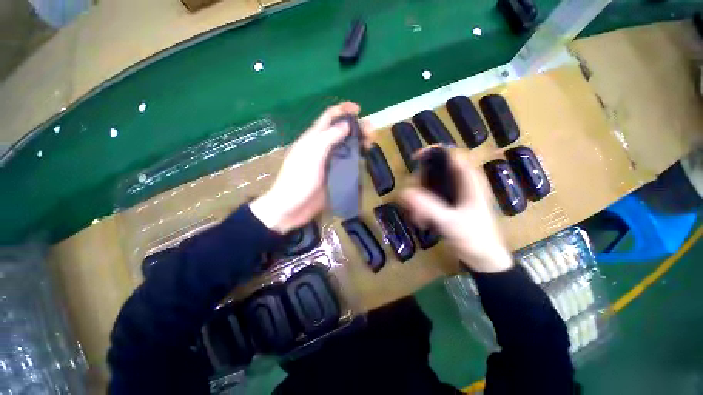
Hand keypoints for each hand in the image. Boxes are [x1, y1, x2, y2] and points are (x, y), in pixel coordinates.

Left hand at [250, 102, 369, 233]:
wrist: (291, 208)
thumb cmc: (298, 180)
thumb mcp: (312, 156)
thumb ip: (328, 138)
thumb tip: (346, 124)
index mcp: (314, 139)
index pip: (329, 117)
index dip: (343, 110)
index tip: (359, 109)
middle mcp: (322, 148)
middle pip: (341, 132)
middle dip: (356, 128)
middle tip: (372, 132)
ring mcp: (329, 162)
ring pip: (346, 147)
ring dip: (358, 143)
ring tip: (371, 144)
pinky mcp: (333, 175)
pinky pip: (347, 163)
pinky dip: (356, 158)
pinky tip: (364, 159)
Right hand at [400, 150, 512, 272]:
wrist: (485, 260)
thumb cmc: (475, 239)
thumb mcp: (451, 222)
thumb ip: (428, 207)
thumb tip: (404, 192)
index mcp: (469, 181)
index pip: (451, 154)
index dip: (433, 152)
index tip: (414, 159)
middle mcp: (461, 184)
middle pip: (434, 171)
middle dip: (419, 184)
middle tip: (411, 198)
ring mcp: (454, 195)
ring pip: (429, 186)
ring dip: (418, 199)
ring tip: (417, 217)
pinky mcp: (448, 206)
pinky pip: (429, 199)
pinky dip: (421, 208)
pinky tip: (421, 221)